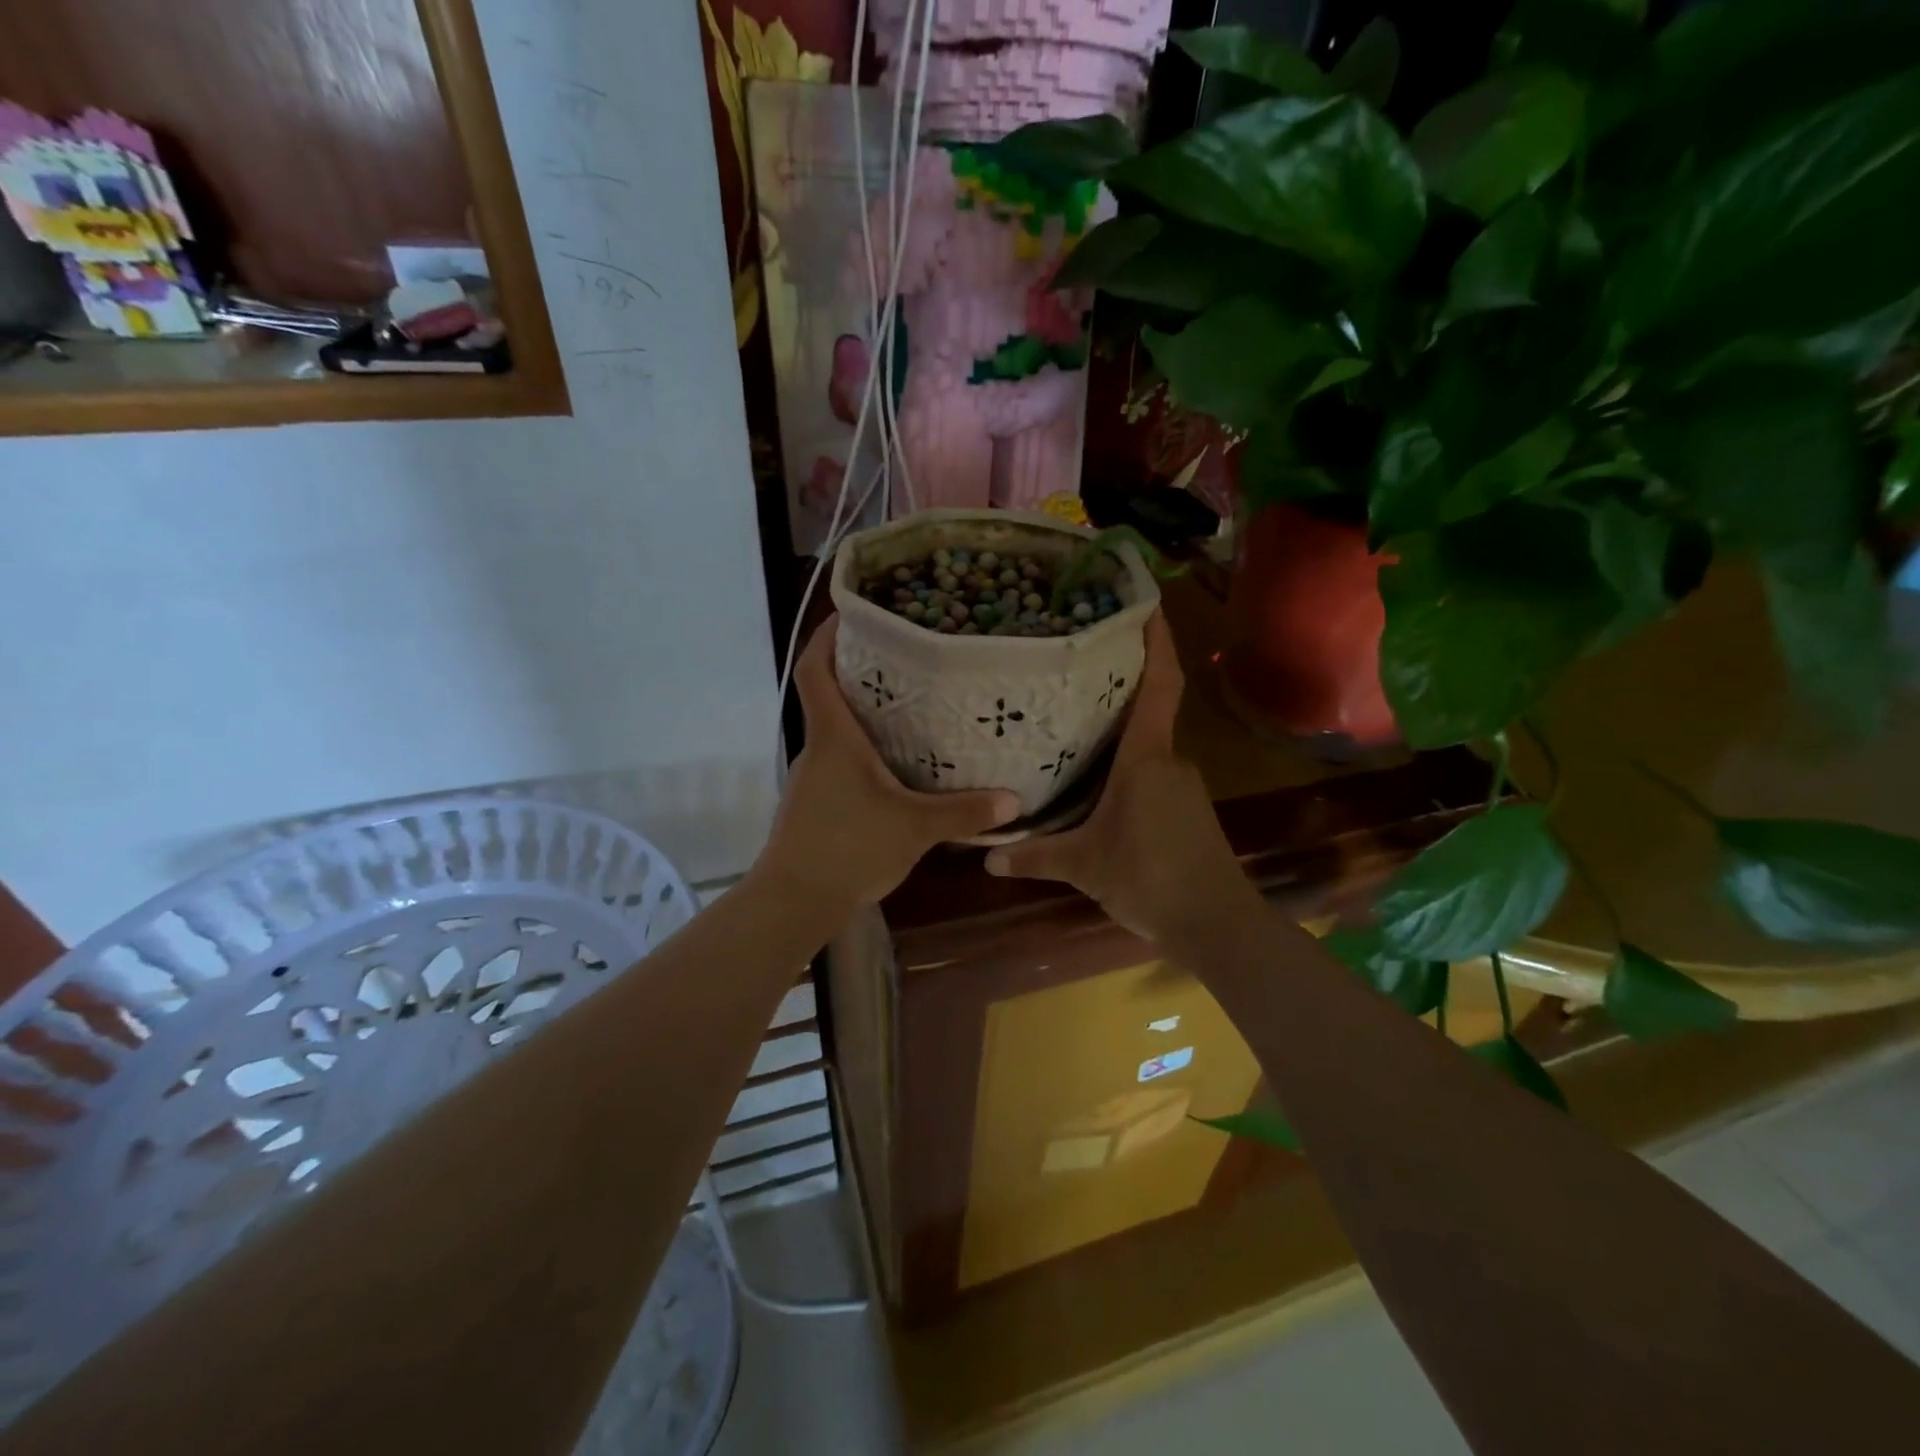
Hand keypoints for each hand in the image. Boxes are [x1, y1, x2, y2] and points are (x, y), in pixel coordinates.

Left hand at [761, 617, 1019, 912]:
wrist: (794, 901)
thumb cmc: (848, 848)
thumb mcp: (914, 828)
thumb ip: (964, 813)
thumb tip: (1015, 801)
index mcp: (833, 737)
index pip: (813, 669)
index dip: (825, 637)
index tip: (850, 614)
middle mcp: (817, 749)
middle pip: (828, 696)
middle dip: (858, 672)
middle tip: (903, 659)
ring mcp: (812, 778)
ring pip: (835, 732)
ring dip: (863, 716)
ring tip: (909, 709)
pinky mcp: (814, 803)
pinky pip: (839, 762)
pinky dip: (862, 752)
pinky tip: (894, 767)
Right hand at [984, 612, 1261, 944]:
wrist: (1214, 923)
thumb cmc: (1148, 878)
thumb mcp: (1083, 866)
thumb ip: (1034, 857)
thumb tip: (984, 856)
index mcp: (1145, 757)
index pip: (1160, 684)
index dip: (1157, 641)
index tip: (1145, 603)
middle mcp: (1168, 759)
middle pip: (1147, 709)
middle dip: (1119, 686)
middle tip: (1076, 667)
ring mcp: (1182, 784)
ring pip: (1147, 746)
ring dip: (1120, 733)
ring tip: (1075, 722)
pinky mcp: (1187, 808)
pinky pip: (1152, 772)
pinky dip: (1127, 766)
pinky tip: (1098, 781)